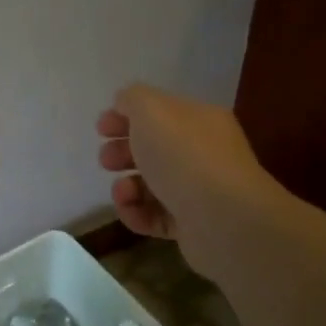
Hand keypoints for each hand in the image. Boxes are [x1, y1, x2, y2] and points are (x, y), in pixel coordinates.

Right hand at [97, 84, 268, 246]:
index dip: (126, 116)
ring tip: (122, 191)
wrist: (223, 219)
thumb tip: (124, 104)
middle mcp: (203, 152)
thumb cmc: (184, 155)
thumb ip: (133, 99)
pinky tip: (130, 210)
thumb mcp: (151, 109)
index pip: (159, 112)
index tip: (101, 129)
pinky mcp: (192, 226)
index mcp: (199, 120)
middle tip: (106, 160)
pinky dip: (137, 213)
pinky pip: (156, 216)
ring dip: (126, 186)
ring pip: (152, 184)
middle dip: (123, 152)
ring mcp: (199, 191)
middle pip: (154, 148)